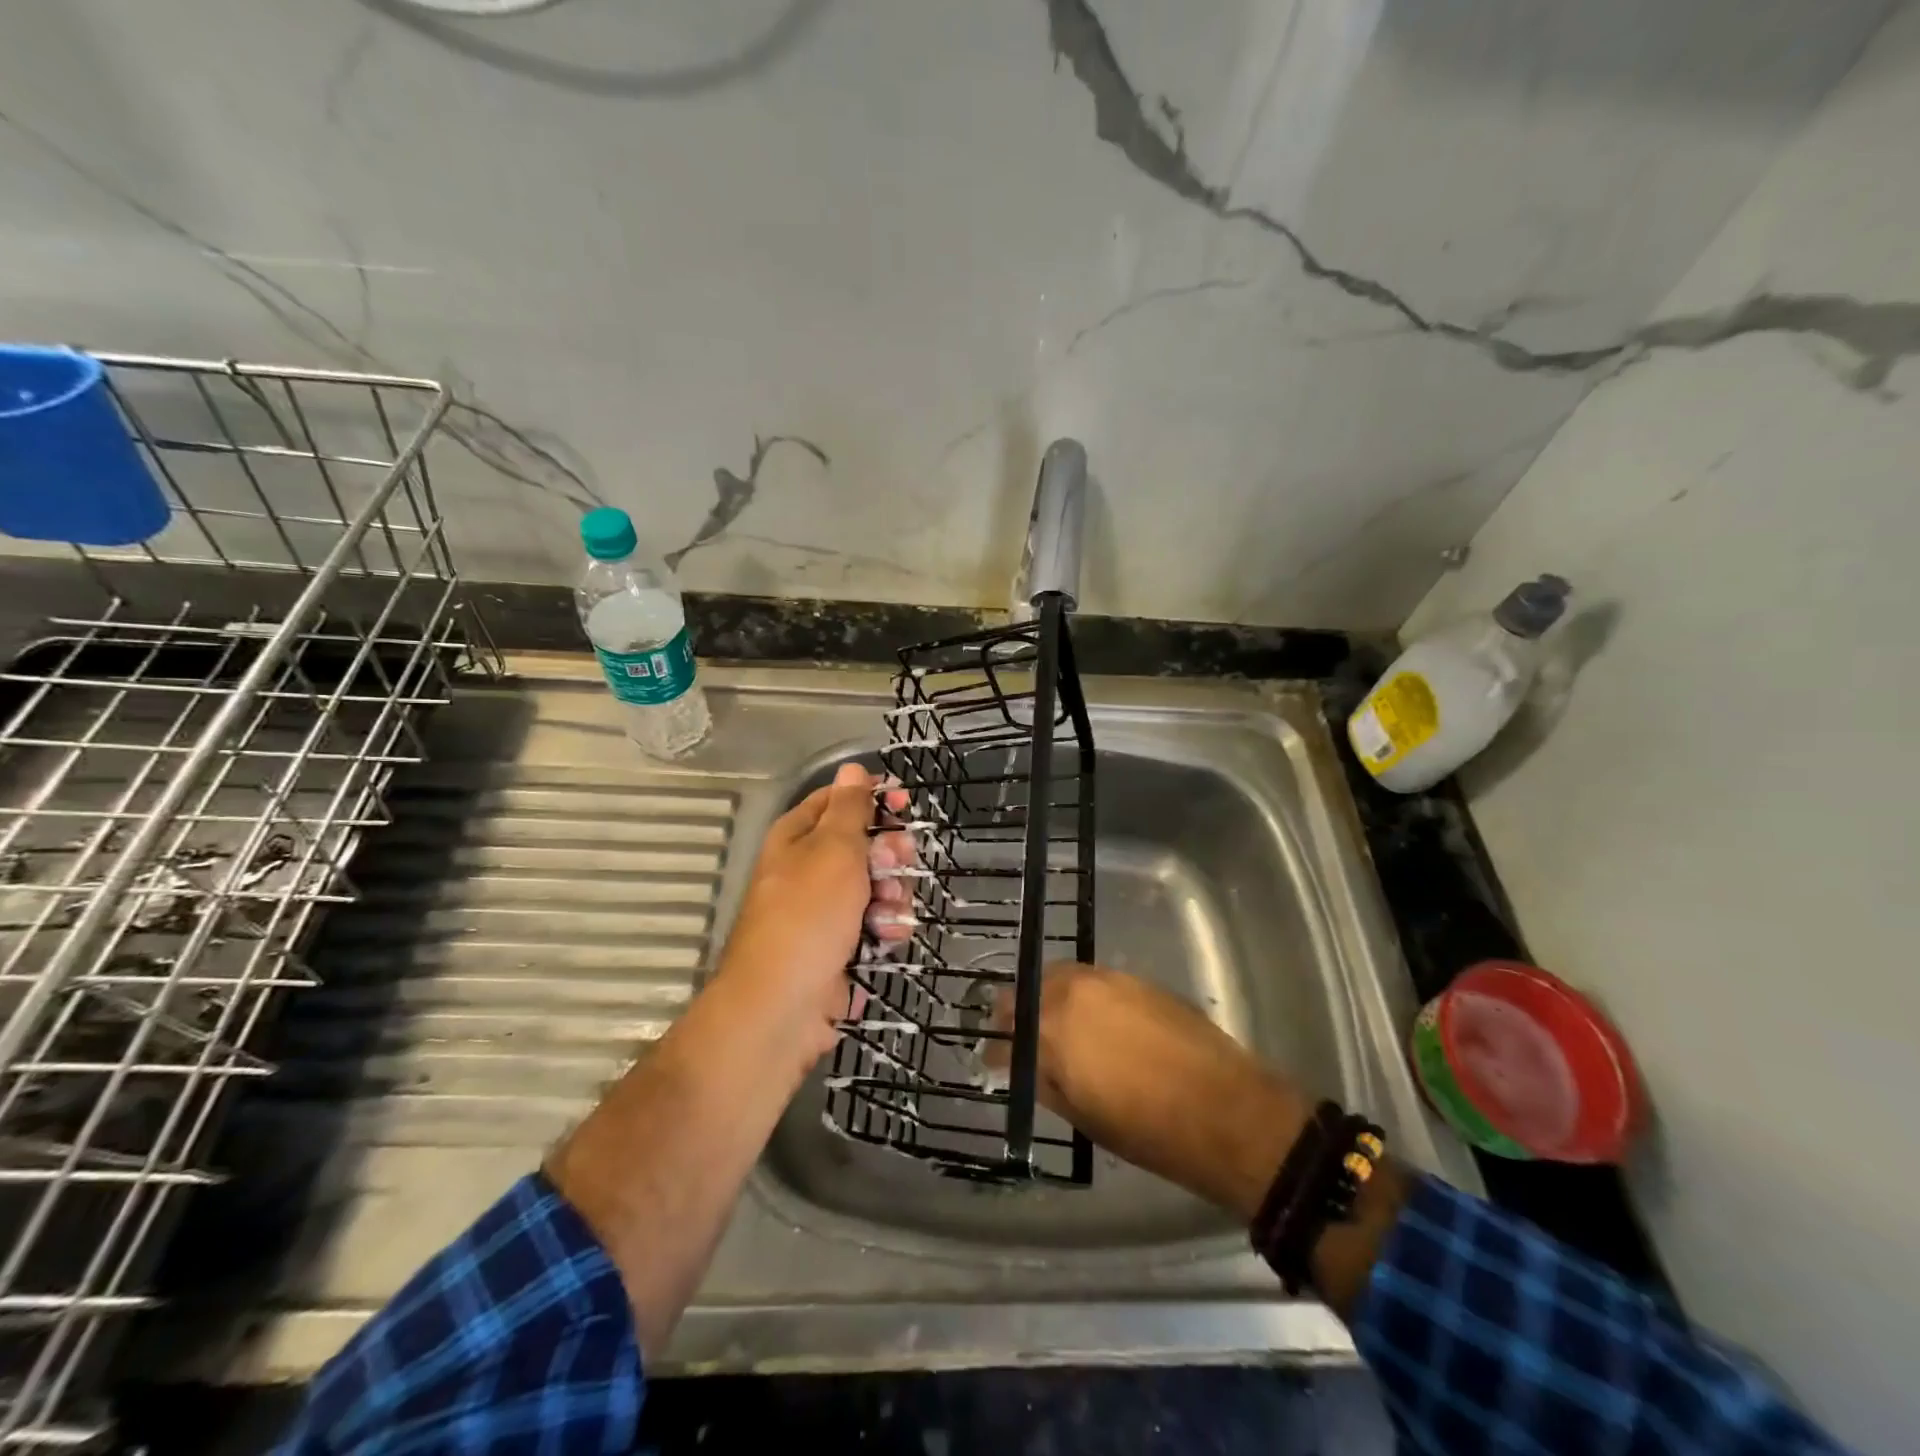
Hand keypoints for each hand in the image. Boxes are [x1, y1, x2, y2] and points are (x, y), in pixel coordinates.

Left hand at [715, 763, 910, 1058]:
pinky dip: (885, 929)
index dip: (873, 799)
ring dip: (892, 896)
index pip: (839, 800)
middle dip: (888, 855)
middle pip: (864, 844)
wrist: (783, 1007)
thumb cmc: (807, 916)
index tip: (905, 805)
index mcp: (797, 836)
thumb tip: (852, 767)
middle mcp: (809, 868)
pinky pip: (874, 923)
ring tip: (885, 915)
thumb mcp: (833, 850)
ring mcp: (824, 910)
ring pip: (876, 886)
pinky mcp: (840, 945)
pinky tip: (885, 939)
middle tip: (894, 866)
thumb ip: (849, 808)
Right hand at [1006, 963, 1309, 1219]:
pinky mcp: (1138, 979)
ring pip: (1063, 978)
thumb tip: (1025, 1064)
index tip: (994, 1059)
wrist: (1224, 1110)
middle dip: (1019, 1014)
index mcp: (1052, 1029)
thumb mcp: (1082, 1115)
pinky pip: (1095, 981)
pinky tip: (1098, 1022)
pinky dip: (1084, 996)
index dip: (996, 1046)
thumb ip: (1045, 1080)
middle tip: (1021, 1038)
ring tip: (1060, 1028)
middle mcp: (1074, 992)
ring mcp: (1109, 980)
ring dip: (1052, 999)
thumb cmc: (1147, 1128)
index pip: (1006, 1028)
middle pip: (1030, 990)